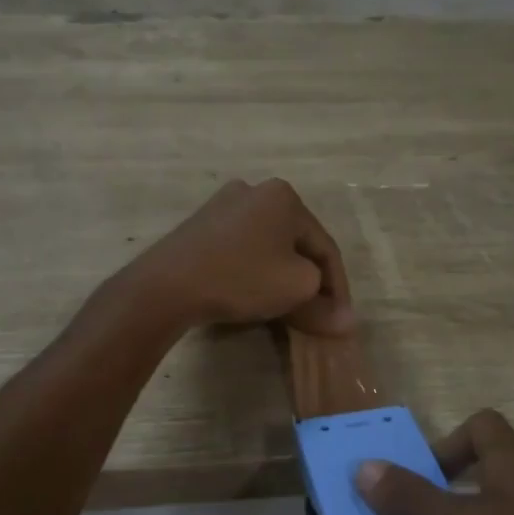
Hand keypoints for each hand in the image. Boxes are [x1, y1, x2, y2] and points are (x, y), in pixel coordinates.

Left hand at [131, 179, 353, 336]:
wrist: (167, 285)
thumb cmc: (242, 278)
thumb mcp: (296, 291)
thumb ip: (325, 305)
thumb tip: (347, 323)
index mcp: (285, 196)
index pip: (325, 247)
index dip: (338, 287)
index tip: (340, 319)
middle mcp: (256, 191)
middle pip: (296, 244)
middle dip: (310, 281)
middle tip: (317, 315)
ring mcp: (223, 205)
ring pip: (269, 246)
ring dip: (283, 277)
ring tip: (288, 309)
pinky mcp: (200, 225)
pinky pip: (242, 249)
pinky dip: (256, 271)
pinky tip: (254, 294)